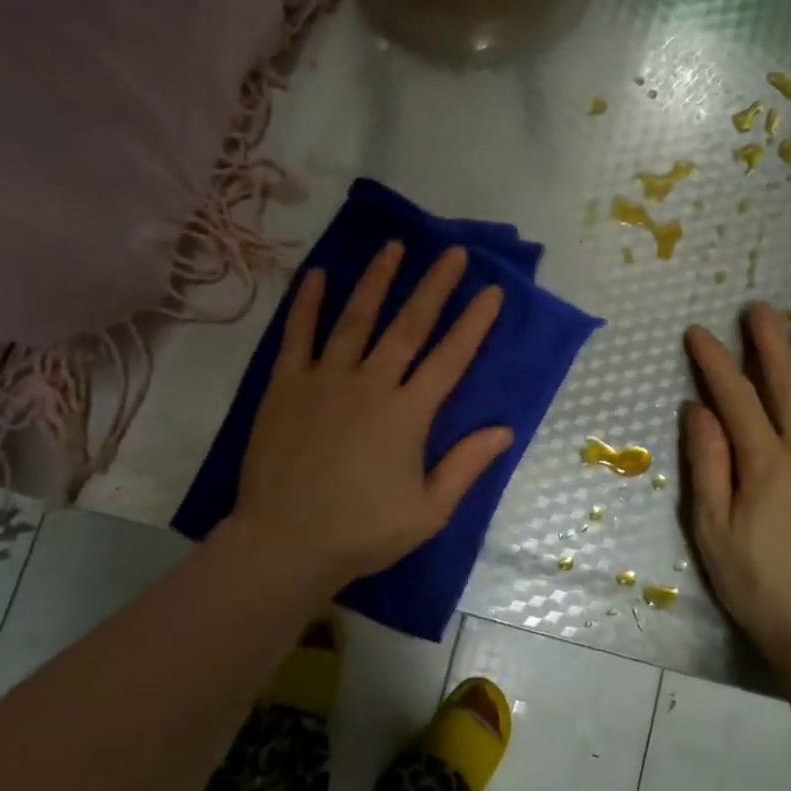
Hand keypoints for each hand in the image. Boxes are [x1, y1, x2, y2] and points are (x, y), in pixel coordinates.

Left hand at [234, 242, 511, 582]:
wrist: (285, 542)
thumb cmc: (362, 532)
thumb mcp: (428, 511)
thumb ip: (466, 466)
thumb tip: (504, 429)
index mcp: (407, 414)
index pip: (449, 359)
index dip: (473, 323)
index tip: (492, 291)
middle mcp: (370, 384)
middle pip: (407, 326)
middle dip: (433, 287)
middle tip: (452, 252)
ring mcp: (324, 380)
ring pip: (355, 319)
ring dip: (377, 281)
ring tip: (394, 247)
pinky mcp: (286, 385)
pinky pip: (298, 335)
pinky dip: (308, 303)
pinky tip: (318, 275)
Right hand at [683, 303, 790, 675]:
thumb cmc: (754, 581)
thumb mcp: (711, 528)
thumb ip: (707, 464)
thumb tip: (699, 410)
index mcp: (764, 464)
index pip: (736, 398)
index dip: (715, 362)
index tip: (698, 333)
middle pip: (787, 387)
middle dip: (770, 344)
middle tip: (760, 309)